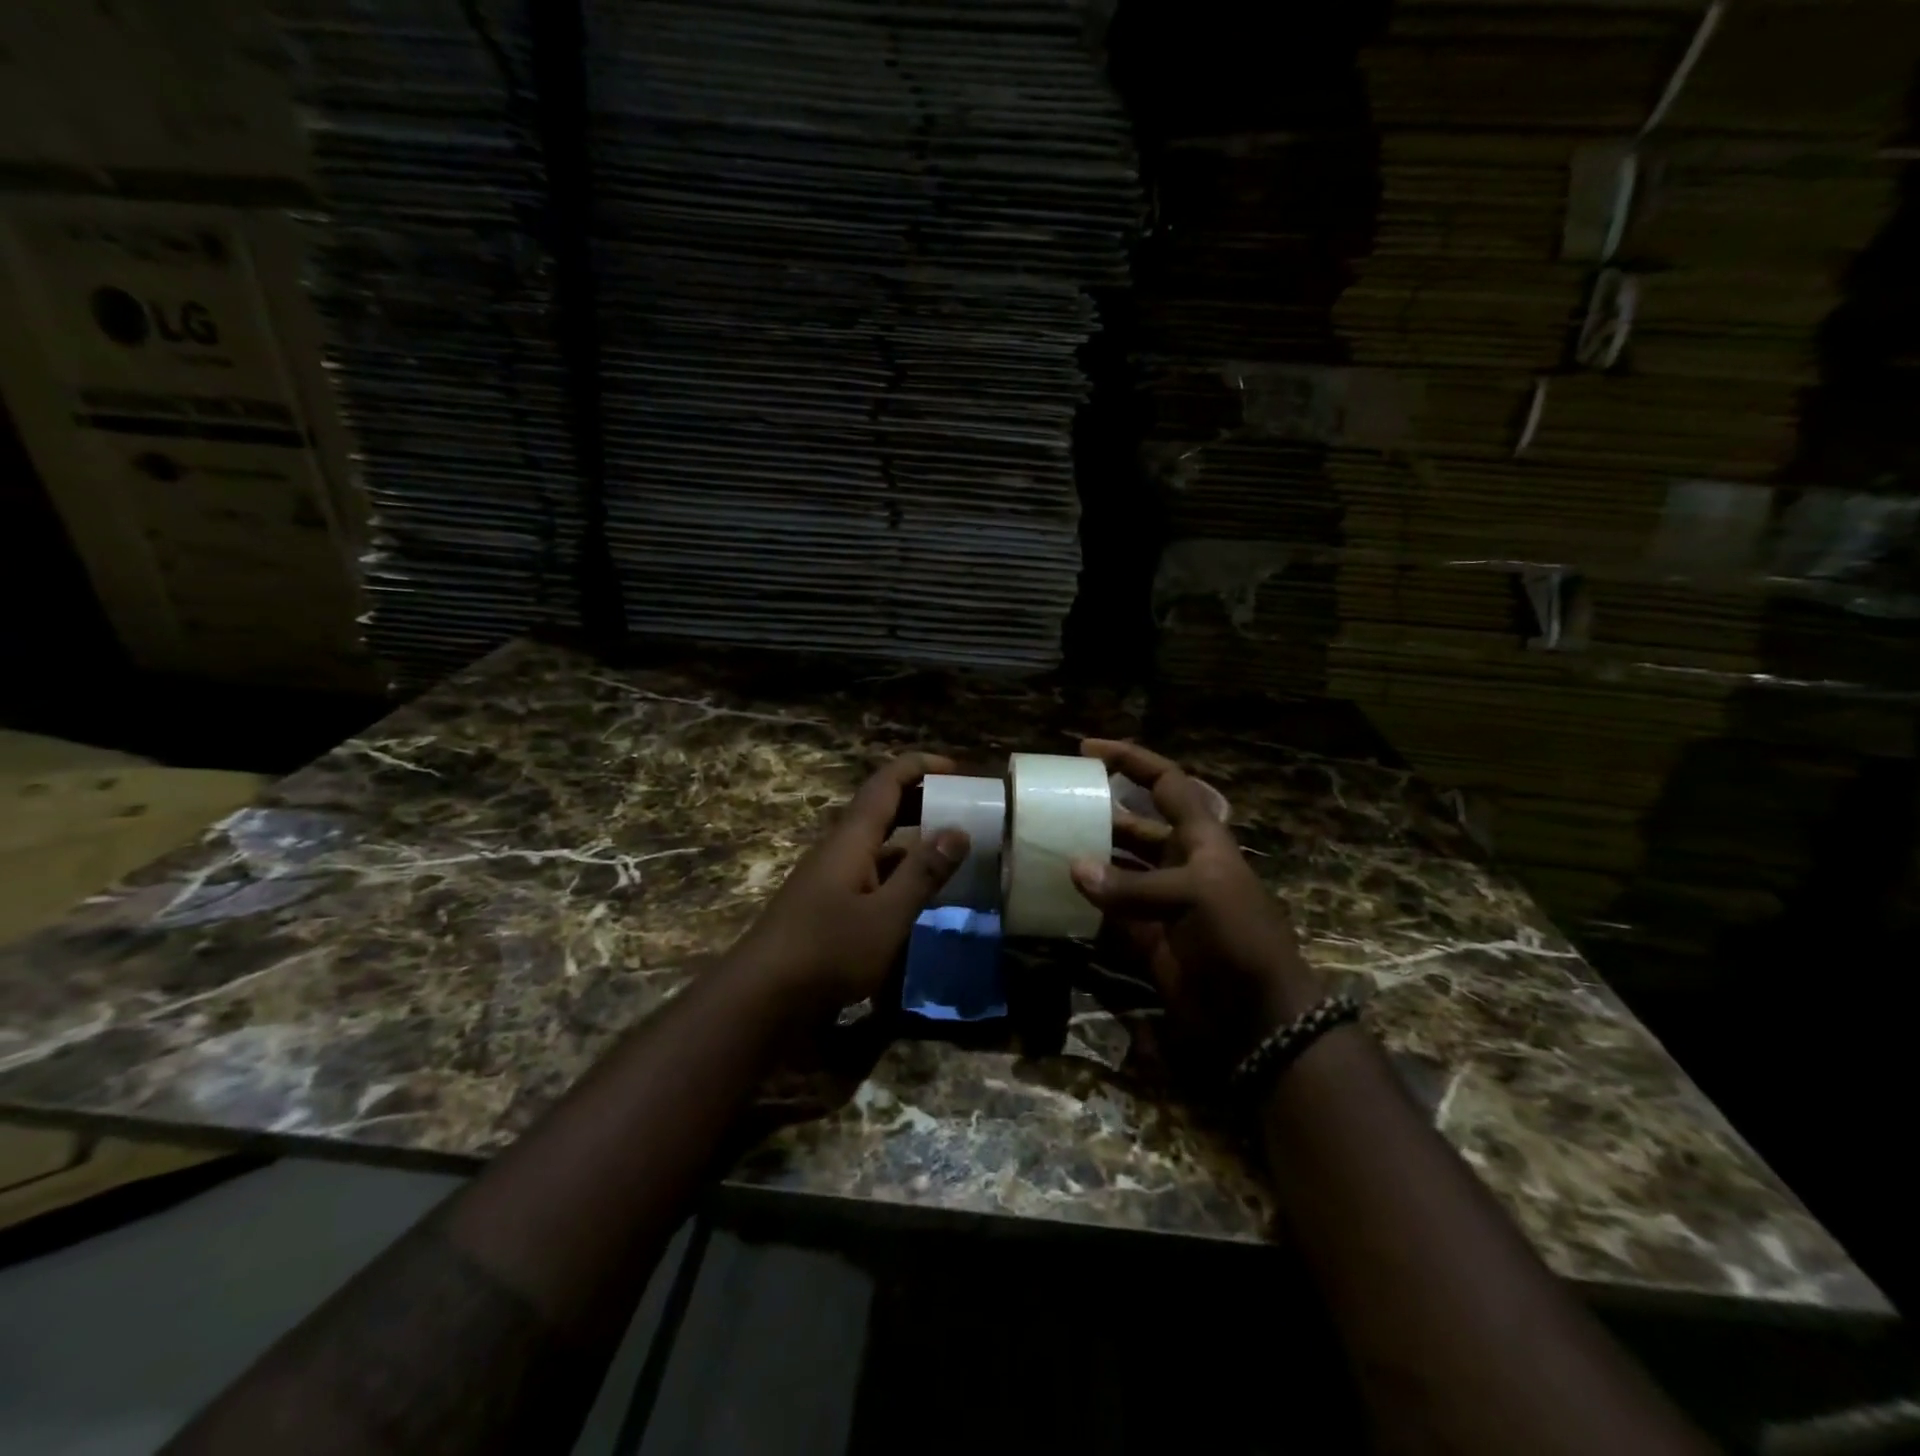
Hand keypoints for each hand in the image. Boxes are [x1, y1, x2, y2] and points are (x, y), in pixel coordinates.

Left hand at [731, 752, 969, 1013]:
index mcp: (852, 838)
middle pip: (882, 808)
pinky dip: (900, 872)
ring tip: (952, 847)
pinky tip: (920, 893)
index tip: (957, 768)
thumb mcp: (887, 915)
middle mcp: (840, 849)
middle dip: (922, 799)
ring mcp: (831, 878)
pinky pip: (871, 873)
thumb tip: (959, 830)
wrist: (761, 998)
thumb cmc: (827, 951)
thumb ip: (923, 873)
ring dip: (913, 837)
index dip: (920, 767)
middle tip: (963, 806)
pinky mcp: (829, 906)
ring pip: (878, 843)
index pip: (887, 782)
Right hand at [1071, 739, 1326, 1071]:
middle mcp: (1177, 861)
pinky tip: (1053, 894)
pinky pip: (1106, 910)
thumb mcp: (1194, 896)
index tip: (1087, 750)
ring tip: (1043, 846)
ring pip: (1114, 867)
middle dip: (1097, 812)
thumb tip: (1073, 868)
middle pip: (1132, 824)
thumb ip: (1130, 885)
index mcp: (1199, 837)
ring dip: (1085, 858)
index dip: (1131, 760)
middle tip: (1052, 806)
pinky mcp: (1144, 935)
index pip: (1165, 782)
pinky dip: (1083, 903)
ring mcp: (1159, 899)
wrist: (1258, 1015)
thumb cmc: (1239, 937)